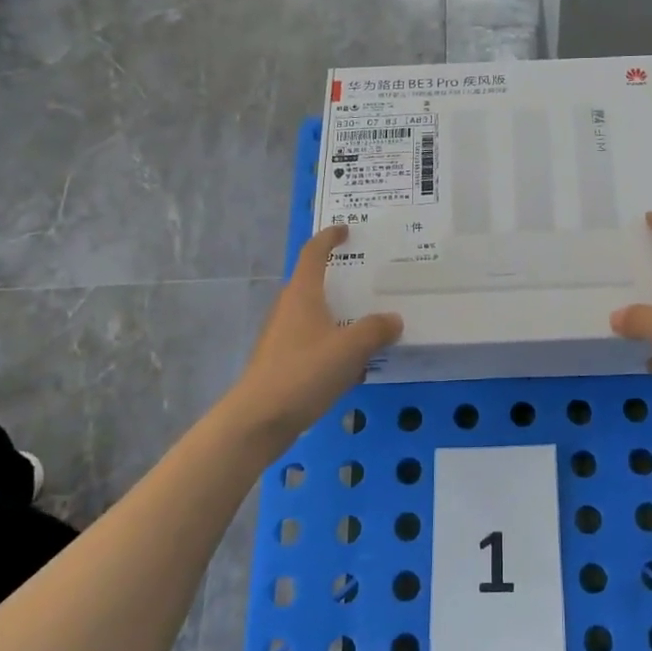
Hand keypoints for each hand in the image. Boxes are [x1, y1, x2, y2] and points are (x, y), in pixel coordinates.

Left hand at [224, 226, 402, 441]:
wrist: (258, 420)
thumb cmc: (303, 373)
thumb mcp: (350, 349)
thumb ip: (375, 330)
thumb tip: (393, 319)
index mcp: (302, 295)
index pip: (313, 254)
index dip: (329, 237)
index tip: (345, 229)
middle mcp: (289, 309)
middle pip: (314, 284)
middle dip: (340, 280)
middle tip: (370, 280)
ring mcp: (282, 337)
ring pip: (316, 317)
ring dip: (340, 316)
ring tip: (370, 323)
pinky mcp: (282, 363)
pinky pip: (314, 343)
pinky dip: (334, 345)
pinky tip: (354, 366)